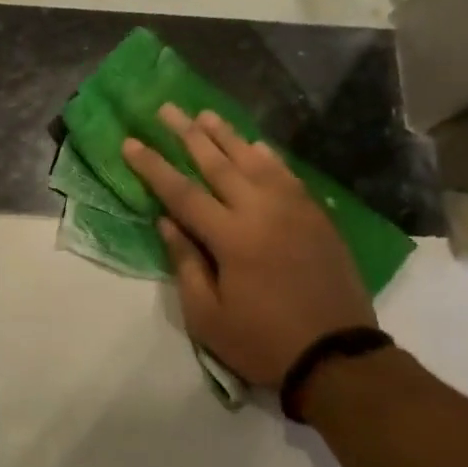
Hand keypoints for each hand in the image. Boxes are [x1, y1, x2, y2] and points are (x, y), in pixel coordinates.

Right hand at [122, 106, 375, 392]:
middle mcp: (262, 212)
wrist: (337, 358)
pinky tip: (257, 145)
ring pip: (255, 161)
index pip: (181, 192)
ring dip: (228, 136)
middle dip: (188, 134)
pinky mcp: (317, 218)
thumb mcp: (206, 315)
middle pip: (218, 163)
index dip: (153, 166)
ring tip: (205, 114)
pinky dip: (269, 157)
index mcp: (231, 238)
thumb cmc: (261, 341)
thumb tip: (166, 221)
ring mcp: (295, 211)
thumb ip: (185, 262)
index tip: (130, 141)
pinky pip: (288, 176)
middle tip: (167, 109)